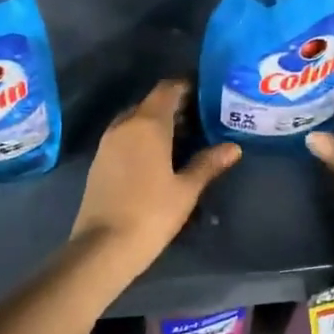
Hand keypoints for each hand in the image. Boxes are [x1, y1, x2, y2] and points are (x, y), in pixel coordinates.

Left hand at [70, 80, 240, 278]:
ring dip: (158, 122)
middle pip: (151, 103)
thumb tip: (233, 147)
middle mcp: (125, 125)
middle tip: (202, 118)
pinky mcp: (100, 160)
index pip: (167, 89)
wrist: (103, 246)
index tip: (206, 92)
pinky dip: (143, 136)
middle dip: (175, 106)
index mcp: (147, 124)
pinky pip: (125, 135)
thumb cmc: (151, 214)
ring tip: (184, 137)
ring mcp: (108, 142)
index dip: (186, 86)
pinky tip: (159, 156)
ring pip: (136, 119)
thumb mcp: (186, 190)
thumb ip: (208, 163)